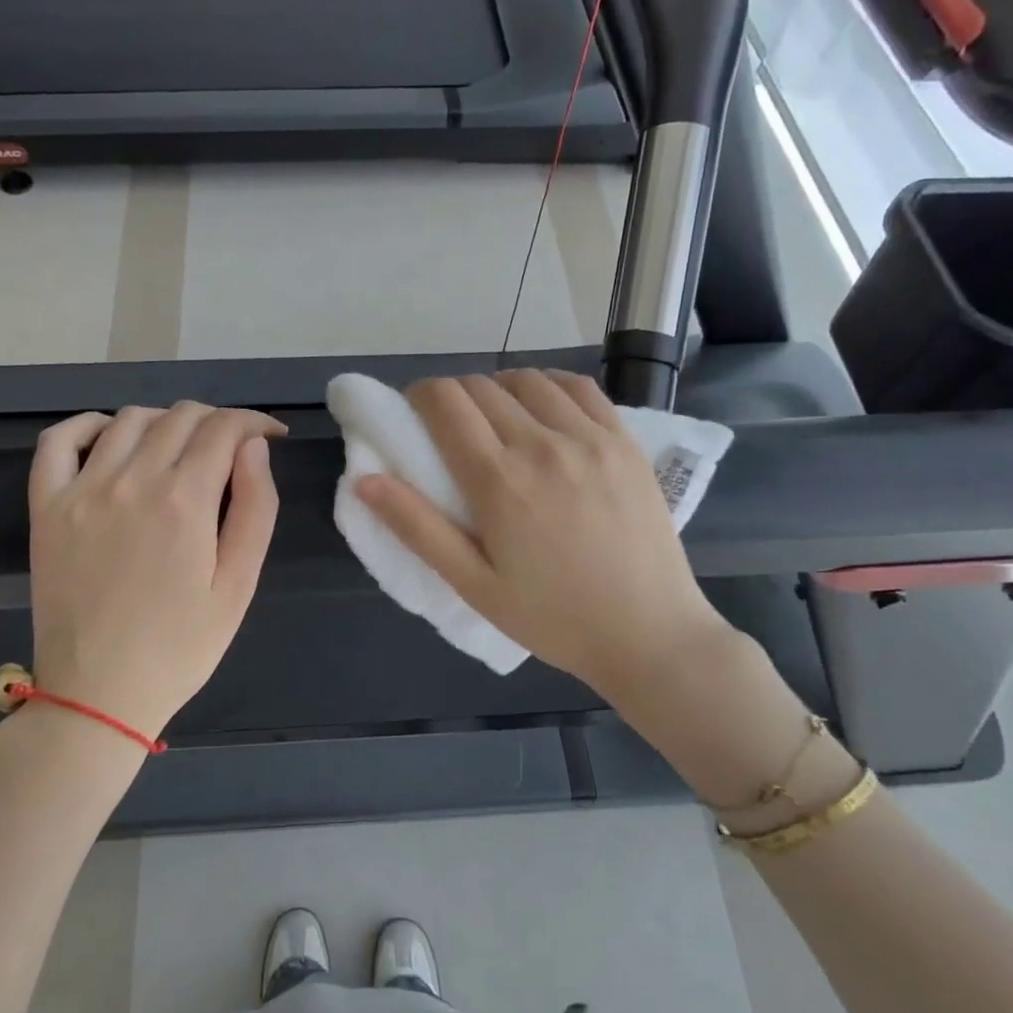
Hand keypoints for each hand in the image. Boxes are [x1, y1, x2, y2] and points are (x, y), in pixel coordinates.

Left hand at [25, 402, 284, 741]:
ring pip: (130, 420)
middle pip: (181, 417)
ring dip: (166, 421)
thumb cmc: (182, 646)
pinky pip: (59, 441)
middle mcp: (132, 480)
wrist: (99, 694)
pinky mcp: (46, 507)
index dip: (255, 422)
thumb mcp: (240, 585)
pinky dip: (89, 425)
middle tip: (233, 450)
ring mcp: (82, 490)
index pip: (225, 428)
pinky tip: (112, 438)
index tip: (271, 436)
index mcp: (186, 500)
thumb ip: (256, 508)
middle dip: (218, 422)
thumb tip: (254, 448)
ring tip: (182, 449)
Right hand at [354, 370, 732, 713]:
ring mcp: (589, 437)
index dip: (420, 396)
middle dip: (453, 396)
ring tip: (498, 420)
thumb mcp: (473, 585)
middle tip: (451, 429)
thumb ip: (417, 528)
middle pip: (481, 386)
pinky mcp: (624, 440)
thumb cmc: (552, 618)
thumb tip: (363, 479)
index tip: (414, 415)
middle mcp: (542, 445)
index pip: (446, 402)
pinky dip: (549, 385)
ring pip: (527, 379)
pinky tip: (544, 410)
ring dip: (499, 388)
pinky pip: (578, 386)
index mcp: (499, 481)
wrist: (648, 633)